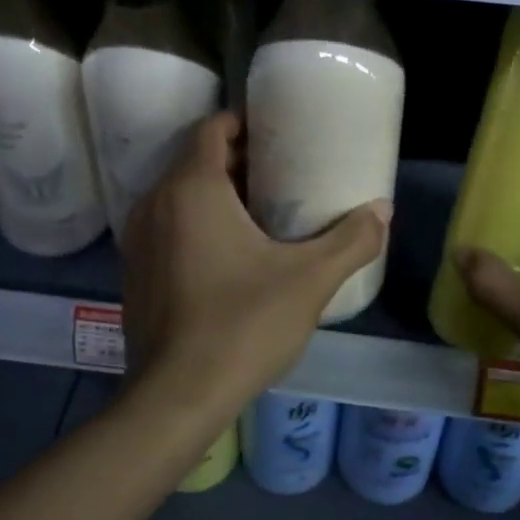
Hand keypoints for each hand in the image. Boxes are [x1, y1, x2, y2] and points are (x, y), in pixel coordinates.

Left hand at [121, 113, 390, 414]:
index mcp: (192, 189)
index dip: (245, 124)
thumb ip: (351, 240)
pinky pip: (167, 228)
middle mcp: (155, 204)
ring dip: (217, 194)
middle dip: (238, 161)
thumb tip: (383, 210)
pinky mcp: (135, 273)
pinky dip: (195, 224)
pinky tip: (230, 256)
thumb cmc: (243, 324)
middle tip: (284, 174)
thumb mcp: (310, 280)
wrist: (177, 396)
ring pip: (179, 196)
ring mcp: (138, 240)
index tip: (280, 134)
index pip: (212, 129)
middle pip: (196, 161)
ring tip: (263, 213)